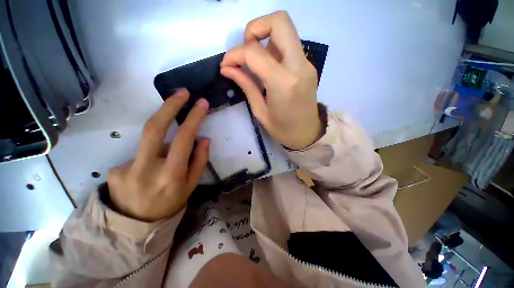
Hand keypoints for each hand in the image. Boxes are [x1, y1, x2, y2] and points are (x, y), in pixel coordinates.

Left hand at [107, 89, 209, 221]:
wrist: (135, 226)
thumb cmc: (171, 203)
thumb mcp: (192, 185)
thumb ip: (199, 160)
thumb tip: (204, 138)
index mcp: (171, 176)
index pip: (183, 139)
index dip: (193, 118)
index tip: (201, 103)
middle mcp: (146, 170)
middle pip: (154, 128)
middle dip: (169, 106)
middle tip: (182, 93)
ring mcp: (125, 169)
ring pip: (150, 143)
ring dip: (163, 145)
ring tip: (166, 163)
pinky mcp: (114, 170)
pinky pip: (140, 154)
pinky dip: (150, 158)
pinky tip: (148, 173)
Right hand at [220, 11, 321, 149]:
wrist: (307, 134)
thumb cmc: (283, 129)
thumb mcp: (260, 111)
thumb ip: (245, 85)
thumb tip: (227, 68)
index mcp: (284, 83)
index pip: (255, 52)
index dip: (235, 54)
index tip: (226, 65)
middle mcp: (299, 66)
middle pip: (279, 21)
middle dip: (255, 28)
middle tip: (246, 51)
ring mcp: (306, 64)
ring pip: (285, 30)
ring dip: (265, 37)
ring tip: (255, 61)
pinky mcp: (307, 66)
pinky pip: (289, 44)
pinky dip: (273, 47)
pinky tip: (267, 66)